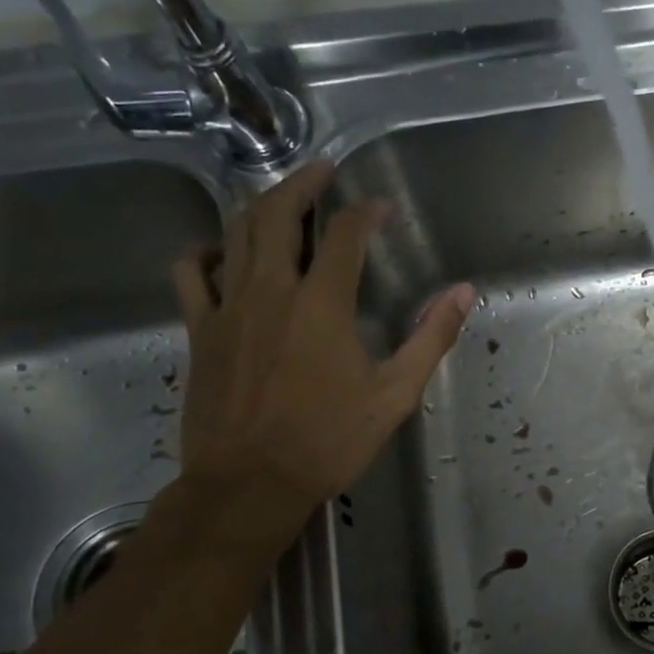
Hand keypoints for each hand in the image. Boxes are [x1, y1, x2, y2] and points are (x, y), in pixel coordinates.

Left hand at [169, 162, 473, 558]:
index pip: (346, 235)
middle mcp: (271, 292)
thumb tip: (463, 292)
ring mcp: (227, 308)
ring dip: (260, 206)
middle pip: (277, 214)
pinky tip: (221, 253)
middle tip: (322, 170)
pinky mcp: (200, 330)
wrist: (249, 483)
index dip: (366, 212)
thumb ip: (430, 337)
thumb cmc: (328, 440)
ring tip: (281, 198)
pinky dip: (206, 252)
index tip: (381, 208)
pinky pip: (191, 273)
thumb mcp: (395, 393)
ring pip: (235, 234)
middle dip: (302, 183)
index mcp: (322, 305)